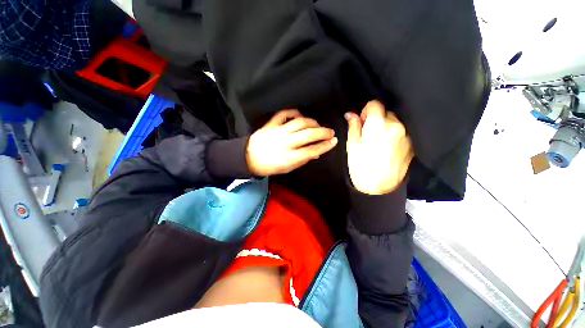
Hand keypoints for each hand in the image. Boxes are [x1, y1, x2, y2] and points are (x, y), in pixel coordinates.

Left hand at [246, 109, 337, 175]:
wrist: (248, 158)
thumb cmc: (269, 166)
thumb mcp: (287, 169)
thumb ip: (302, 160)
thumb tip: (316, 153)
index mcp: (288, 158)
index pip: (311, 150)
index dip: (325, 146)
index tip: (334, 142)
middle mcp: (285, 143)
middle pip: (308, 134)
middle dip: (323, 132)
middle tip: (330, 132)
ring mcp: (277, 132)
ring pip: (299, 122)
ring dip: (312, 122)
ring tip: (318, 125)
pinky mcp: (271, 124)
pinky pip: (284, 114)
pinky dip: (294, 112)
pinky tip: (300, 116)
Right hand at [345, 100, 413, 194]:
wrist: (378, 187)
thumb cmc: (360, 165)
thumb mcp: (352, 144)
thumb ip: (353, 126)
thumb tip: (351, 114)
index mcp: (378, 124)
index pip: (375, 104)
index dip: (366, 110)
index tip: (362, 122)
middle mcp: (396, 125)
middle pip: (386, 112)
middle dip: (376, 119)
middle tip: (368, 134)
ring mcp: (406, 135)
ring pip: (394, 122)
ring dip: (385, 127)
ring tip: (378, 142)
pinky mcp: (411, 144)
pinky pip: (401, 133)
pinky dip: (393, 135)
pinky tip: (386, 148)